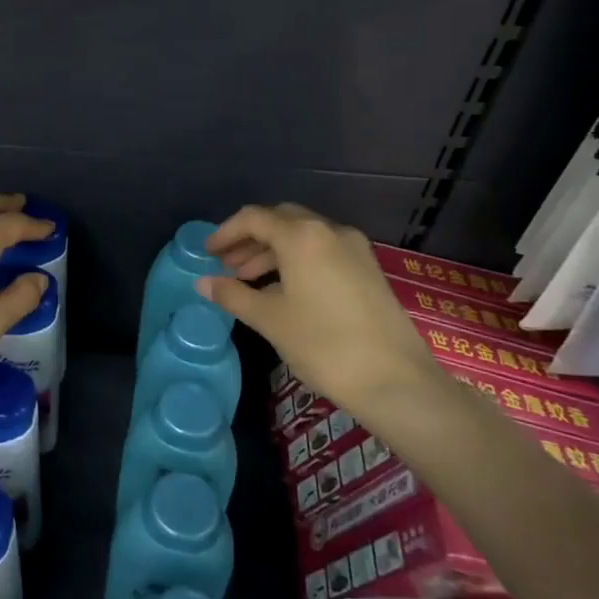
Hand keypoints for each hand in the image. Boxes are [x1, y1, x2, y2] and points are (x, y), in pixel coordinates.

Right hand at [197, 204, 434, 411]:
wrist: (396, 380)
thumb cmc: (324, 344)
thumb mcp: (270, 319)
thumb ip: (233, 295)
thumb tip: (202, 283)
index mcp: (302, 236)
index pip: (254, 218)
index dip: (225, 232)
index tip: (207, 253)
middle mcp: (329, 230)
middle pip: (280, 220)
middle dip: (250, 239)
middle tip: (227, 265)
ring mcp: (353, 248)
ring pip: (303, 236)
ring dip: (272, 251)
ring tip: (248, 280)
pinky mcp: (368, 268)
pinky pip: (322, 251)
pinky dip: (296, 260)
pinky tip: (283, 290)